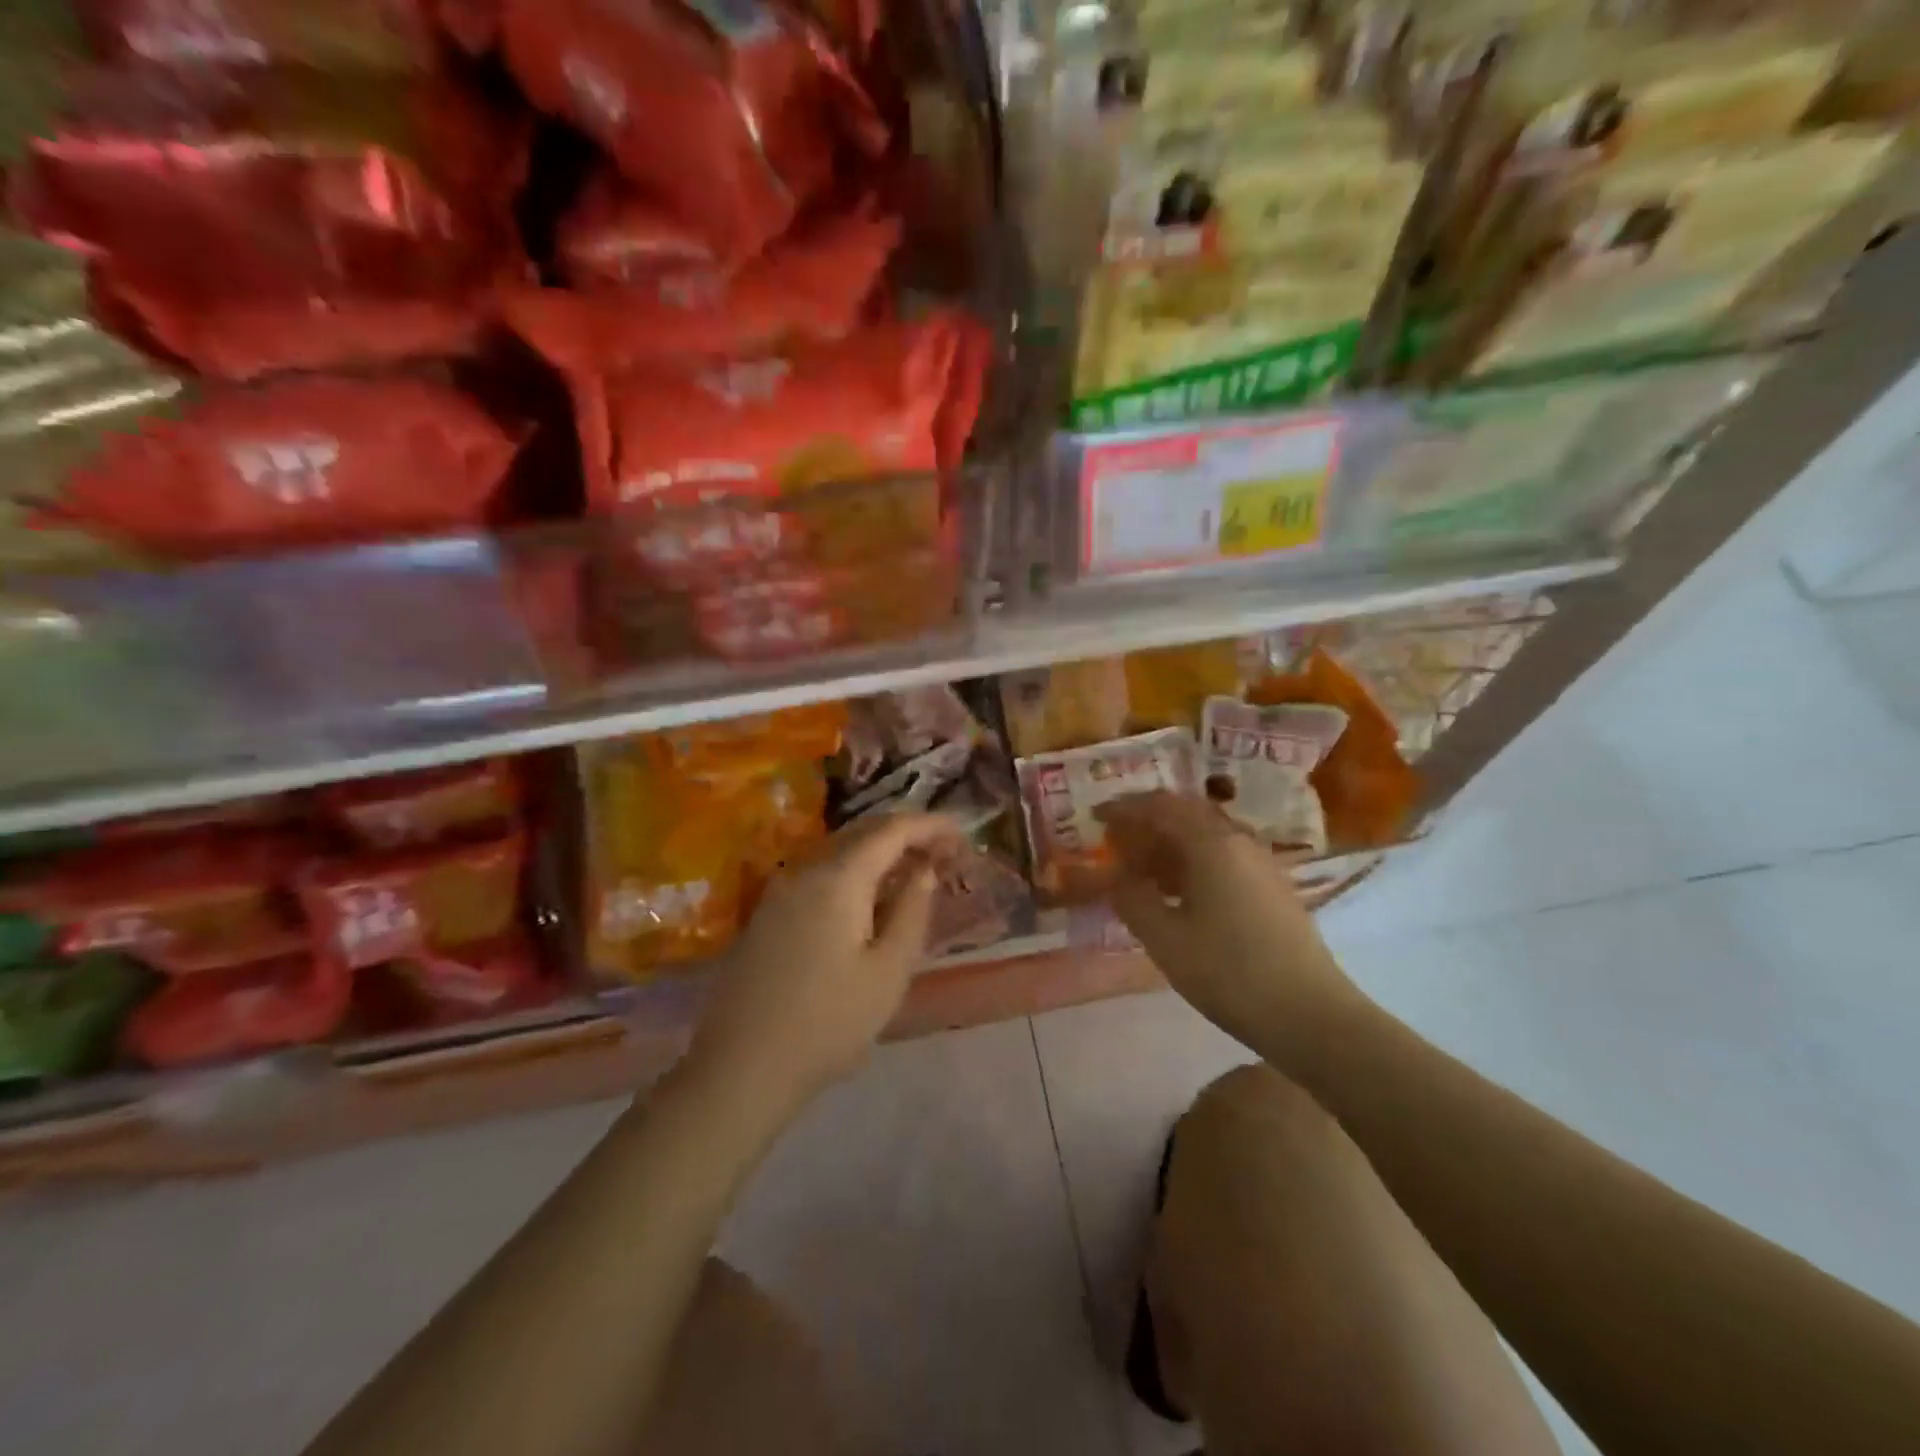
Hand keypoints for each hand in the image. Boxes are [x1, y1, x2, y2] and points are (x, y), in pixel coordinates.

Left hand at [688, 813, 959, 1112]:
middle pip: (863, 832)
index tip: (962, 834)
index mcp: (838, 877)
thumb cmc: (829, 1022)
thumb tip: (924, 871)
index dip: (931, 825)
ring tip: (914, 871)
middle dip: (907, 834)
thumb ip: (912, 910)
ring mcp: (781, 889)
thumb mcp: (889, 971)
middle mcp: (805, 869)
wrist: (743, 1067)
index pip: (892, 829)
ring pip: (840, 850)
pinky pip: (821, 872)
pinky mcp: (768, 912)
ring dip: (880, 852)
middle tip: (944, 852)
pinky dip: (854, 871)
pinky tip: (870, 898)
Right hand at [1097, 792, 1365, 1069]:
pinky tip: (1179, 890)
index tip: (1095, 816)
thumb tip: (1117, 874)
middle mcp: (1239, 840)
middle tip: (1117, 839)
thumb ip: (1132, 899)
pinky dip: (1193, 859)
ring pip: (1207, 833)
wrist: (1310, 1014)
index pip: (1160, 807)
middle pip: (1186, 812)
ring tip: (1142, 866)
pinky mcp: (1273, 886)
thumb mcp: (1165, 939)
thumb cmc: (1229, 973)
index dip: (1124, 807)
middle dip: (1148, 820)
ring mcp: (1261, 862)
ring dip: (1171, 840)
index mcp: (1212, 843)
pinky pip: (1223, 854)